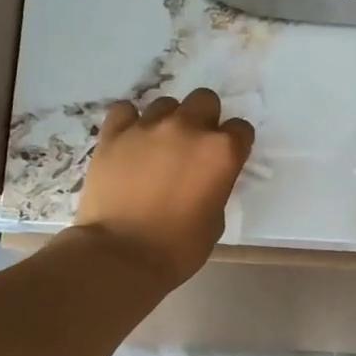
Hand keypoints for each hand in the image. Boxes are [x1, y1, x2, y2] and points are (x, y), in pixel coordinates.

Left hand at [74, 88, 252, 285]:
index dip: (235, 145)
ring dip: (168, 121)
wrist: (121, 255)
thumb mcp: (215, 222)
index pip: (241, 130)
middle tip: (193, 148)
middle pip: (205, 101)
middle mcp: (188, 128)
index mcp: (221, 153)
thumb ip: (216, 188)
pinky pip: (126, 110)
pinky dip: (130, 121)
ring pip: (166, 104)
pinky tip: (130, 141)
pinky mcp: (114, 133)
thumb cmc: (177, 248)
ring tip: (158, 148)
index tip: (226, 160)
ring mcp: (148, 127)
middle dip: (204, 120)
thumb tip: (205, 179)